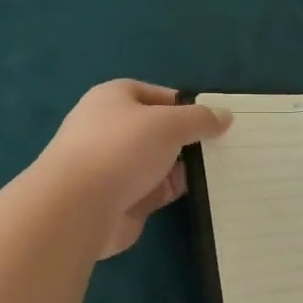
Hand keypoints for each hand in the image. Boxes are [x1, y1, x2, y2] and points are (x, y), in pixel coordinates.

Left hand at [35, 80, 231, 258]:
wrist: (77, 208)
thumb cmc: (121, 149)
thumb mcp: (169, 124)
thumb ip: (200, 119)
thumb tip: (225, 116)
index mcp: (113, 99)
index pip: (157, 94)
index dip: (185, 104)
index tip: (214, 119)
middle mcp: (111, 129)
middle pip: (158, 130)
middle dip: (188, 138)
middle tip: (226, 145)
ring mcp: (114, 167)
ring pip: (159, 162)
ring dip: (185, 167)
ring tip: (225, 168)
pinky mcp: (121, 199)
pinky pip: (156, 190)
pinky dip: (175, 190)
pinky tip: (205, 192)